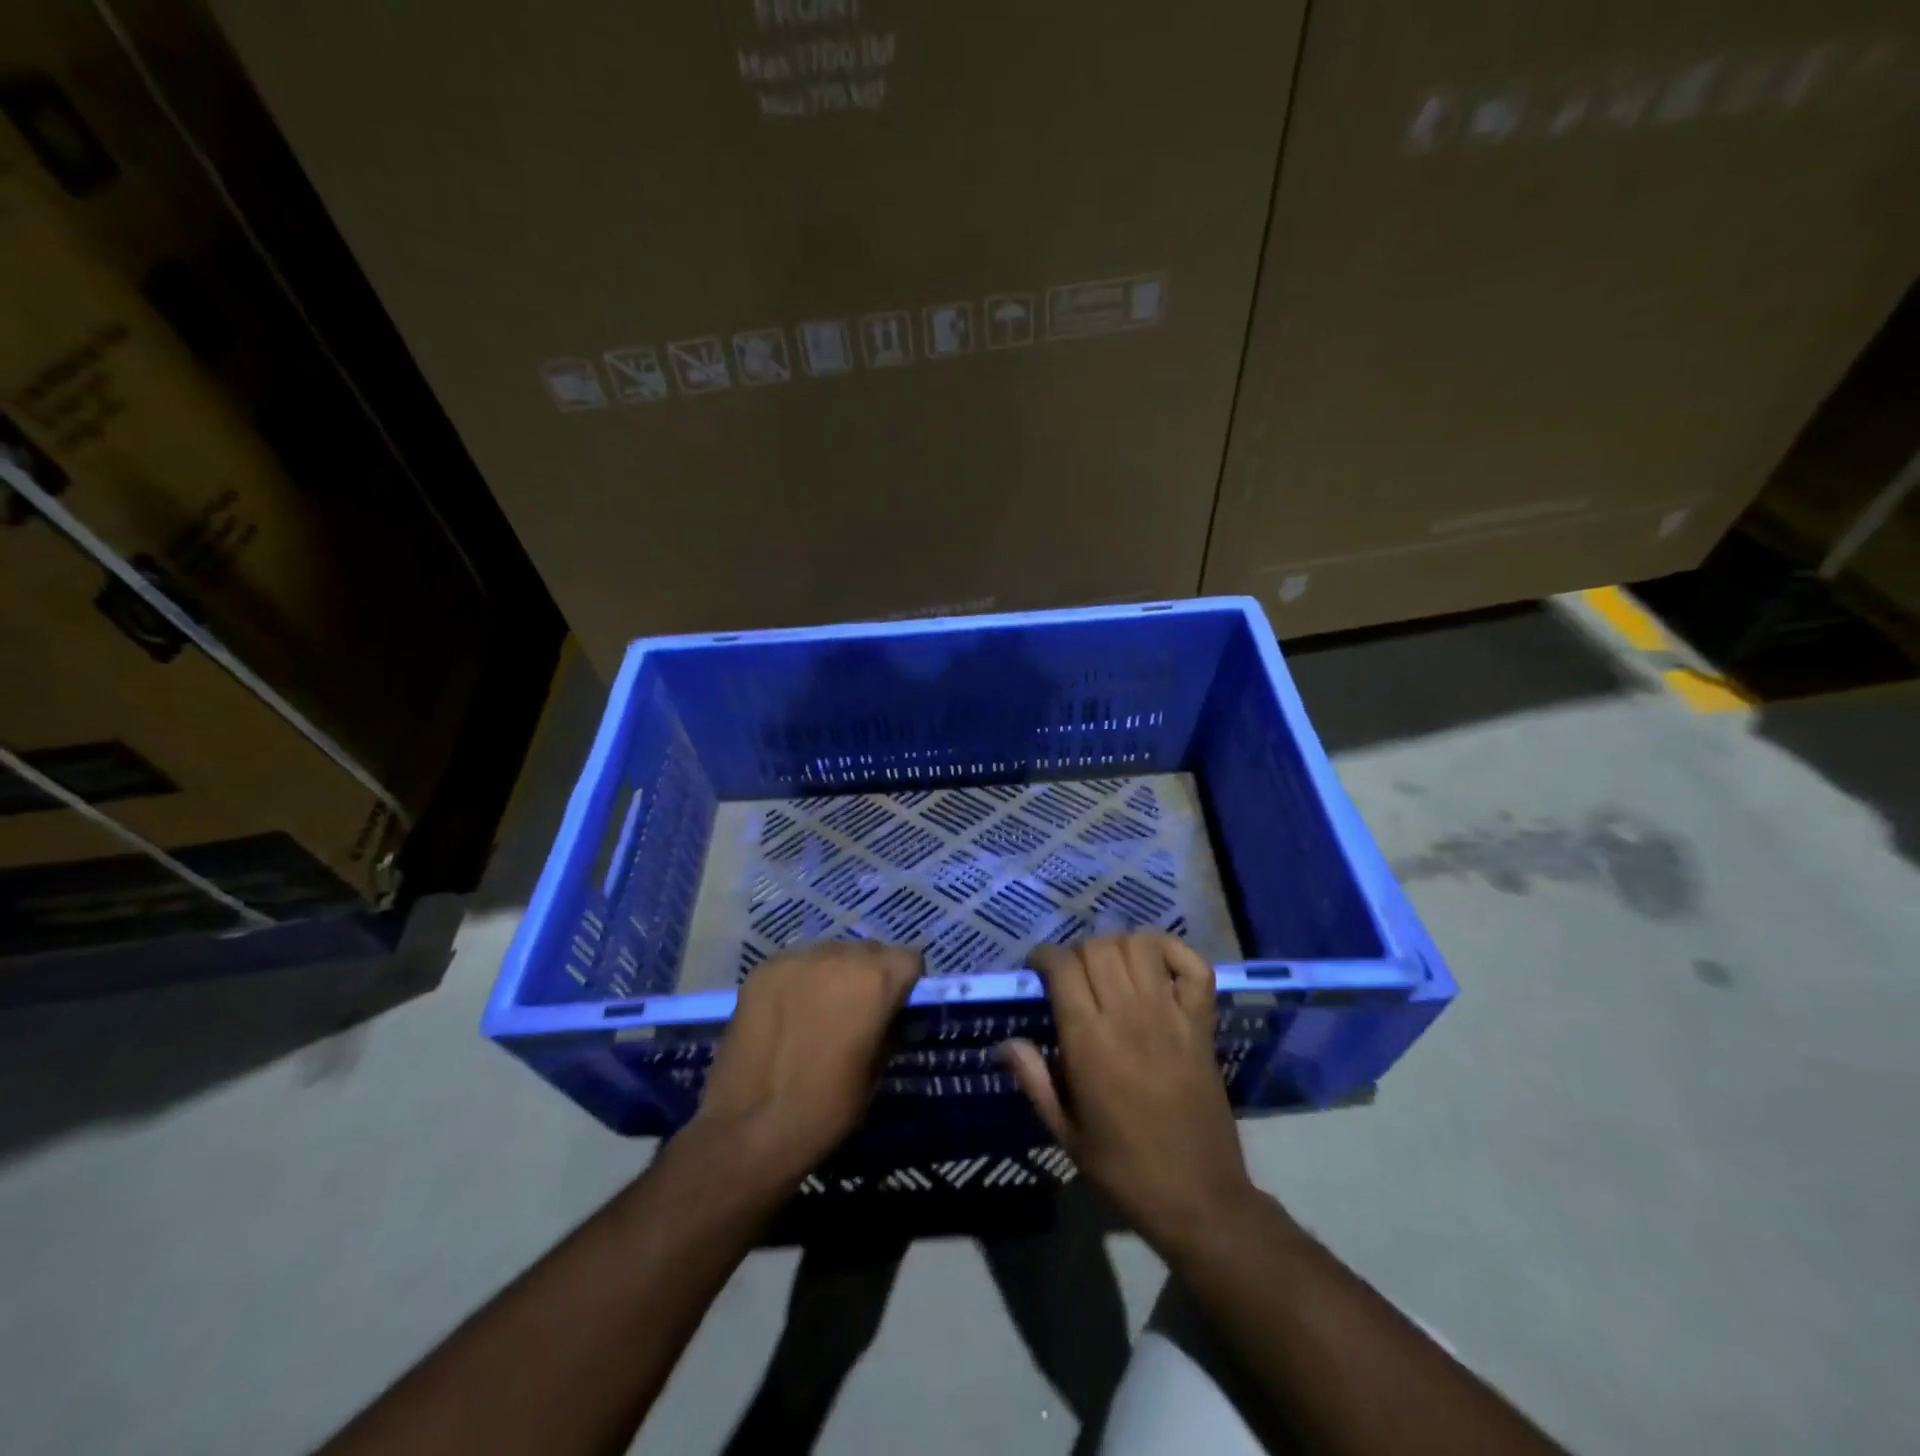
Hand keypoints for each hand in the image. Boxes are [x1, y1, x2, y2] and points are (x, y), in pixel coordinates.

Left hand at [692, 941, 921, 1183]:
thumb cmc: (826, 1108)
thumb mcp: (876, 1072)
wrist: (749, 1129)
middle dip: (870, 975)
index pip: (909, 959)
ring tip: (818, 1012)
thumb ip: (891, 1030)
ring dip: (834, 974)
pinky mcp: (764, 968)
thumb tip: (898, 1017)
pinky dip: (800, 981)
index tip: (894, 1011)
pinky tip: (788, 1013)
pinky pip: (796, 964)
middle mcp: (840, 954)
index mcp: (876, 980)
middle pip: (870, 951)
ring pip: (831, 953)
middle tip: (856, 1013)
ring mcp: (797, 958)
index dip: (906, 985)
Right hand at [1002, 932, 1254, 1247]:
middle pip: (1099, 947)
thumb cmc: (1124, 1169)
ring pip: (1141, 945)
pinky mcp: (1202, 1024)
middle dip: (1078, 951)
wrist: (1199, 1199)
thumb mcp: (1065, 1133)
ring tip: (1111, 968)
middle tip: (1074, 974)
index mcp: (1089, 1043)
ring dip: (1120, 946)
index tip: (1038, 969)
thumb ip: (1034, 1080)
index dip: (1045, 957)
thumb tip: (1005, 1042)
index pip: (1062, 967)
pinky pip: (1194, 966)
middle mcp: (1129, 1016)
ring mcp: (1171, 1016)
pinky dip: (1175, 954)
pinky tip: (1157, 967)